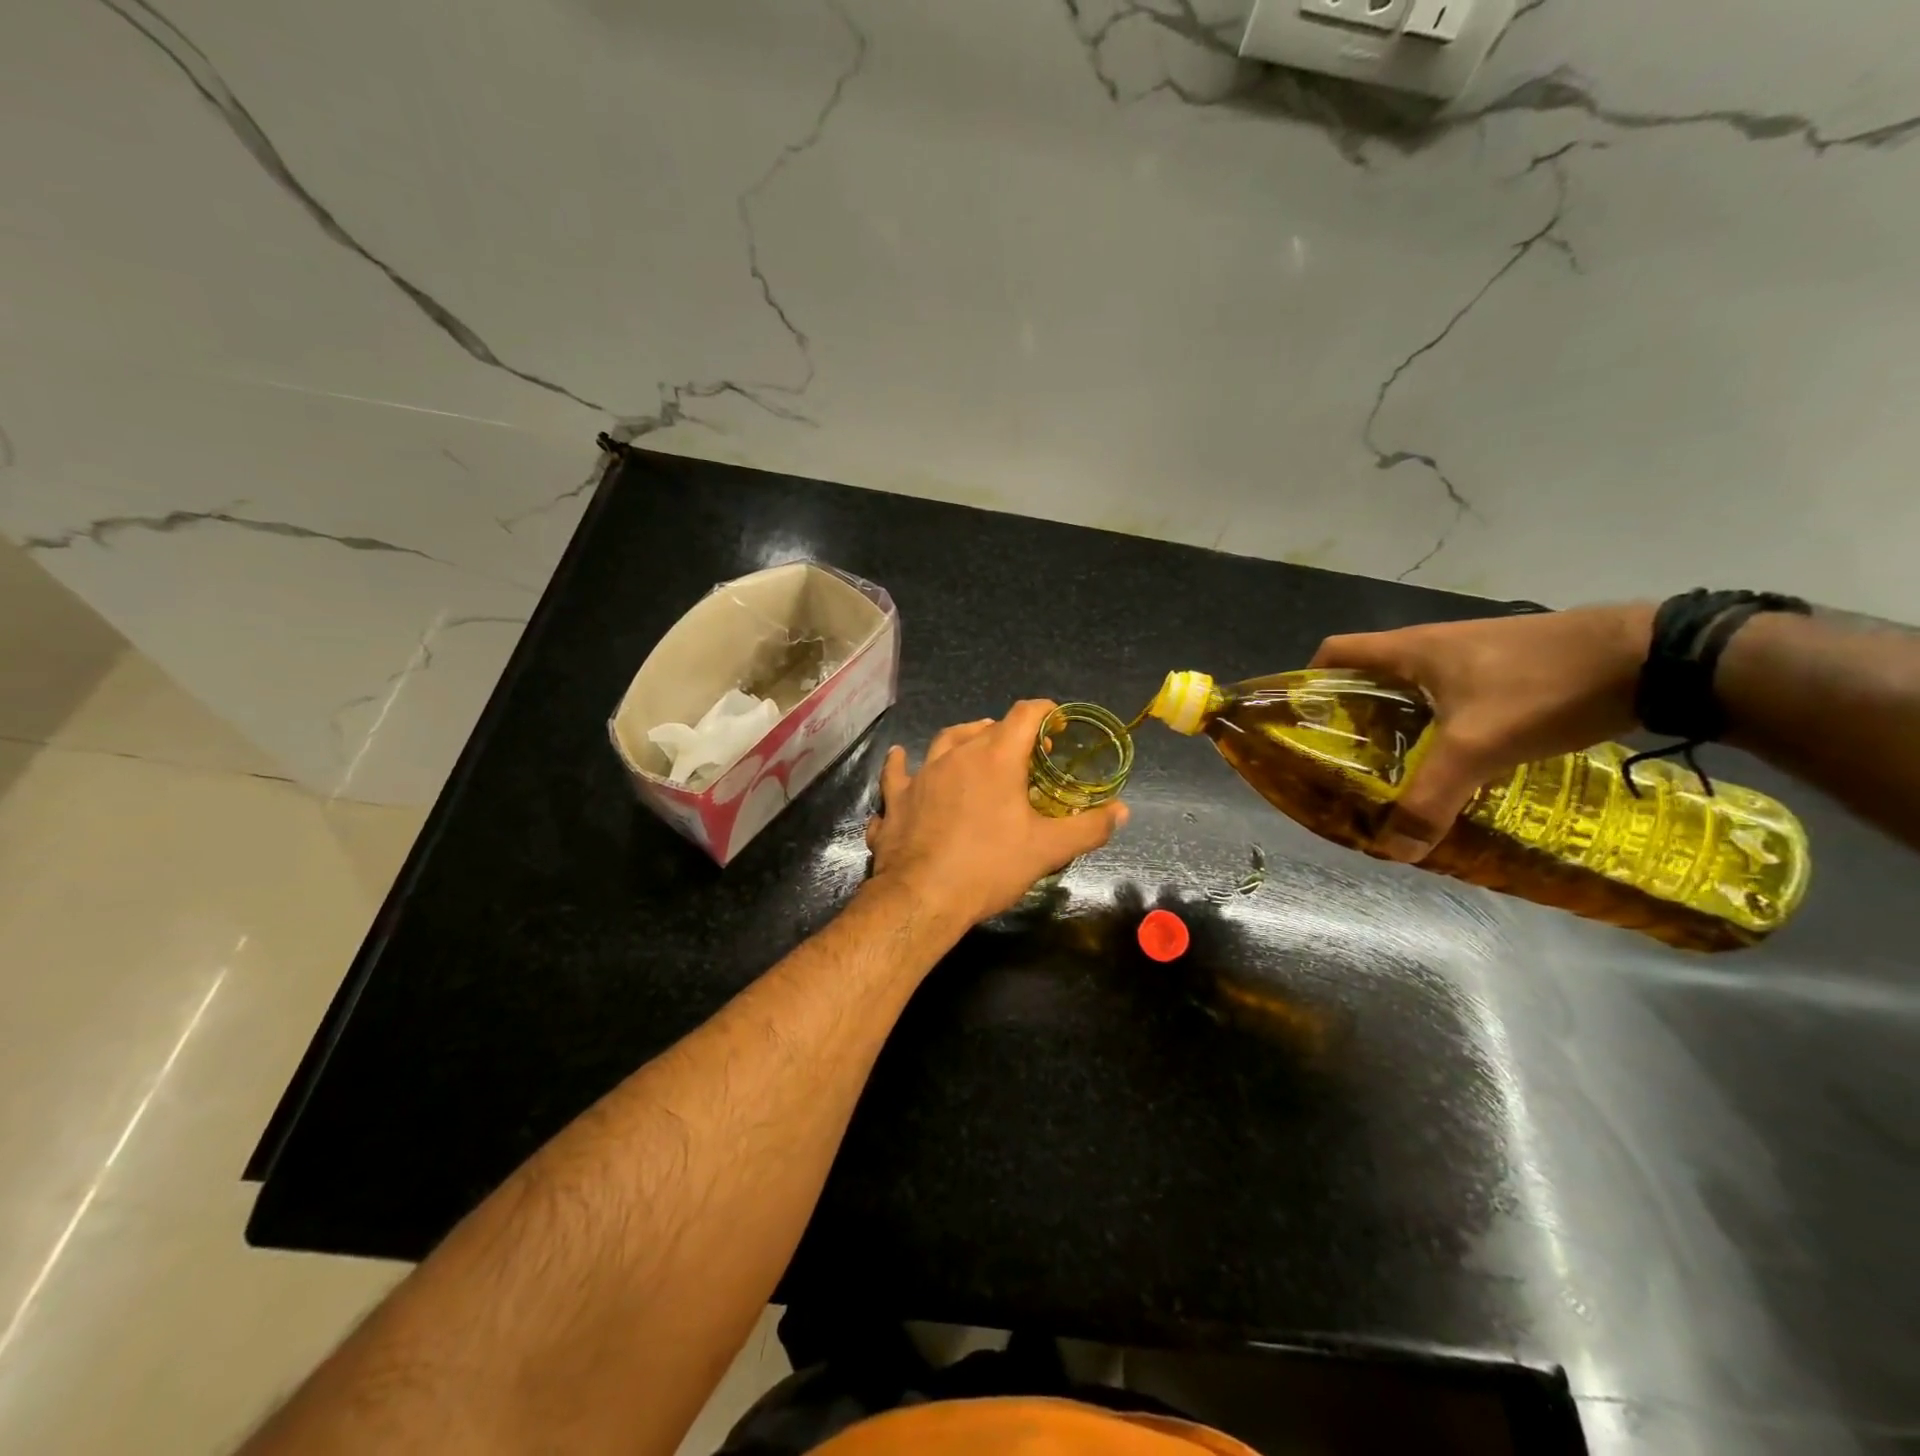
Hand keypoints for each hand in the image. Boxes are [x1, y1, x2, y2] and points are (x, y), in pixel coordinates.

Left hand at [864, 700, 1129, 925]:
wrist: (922, 898)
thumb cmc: (989, 867)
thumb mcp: (1048, 850)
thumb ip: (1088, 827)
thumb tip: (1121, 811)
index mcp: (994, 758)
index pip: (1024, 715)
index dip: (1045, 712)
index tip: (1057, 722)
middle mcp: (955, 756)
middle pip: (984, 728)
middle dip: (1009, 733)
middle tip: (1024, 753)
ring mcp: (920, 776)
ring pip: (942, 743)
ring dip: (961, 740)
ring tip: (972, 746)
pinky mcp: (896, 800)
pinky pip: (897, 776)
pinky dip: (901, 767)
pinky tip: (899, 760)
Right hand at [1311, 603, 1653, 861]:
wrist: (1652, 657)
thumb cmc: (1542, 686)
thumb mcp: (1479, 747)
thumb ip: (1432, 798)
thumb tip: (1394, 850)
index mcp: (1408, 650)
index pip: (1333, 653)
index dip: (1309, 682)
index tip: (1306, 724)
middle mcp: (1431, 646)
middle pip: (1369, 676)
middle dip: (1353, 717)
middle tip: (1350, 762)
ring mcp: (1471, 655)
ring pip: (1412, 689)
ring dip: (1398, 723)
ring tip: (1398, 768)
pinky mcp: (1506, 668)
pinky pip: (1451, 696)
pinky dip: (1439, 725)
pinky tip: (1459, 760)